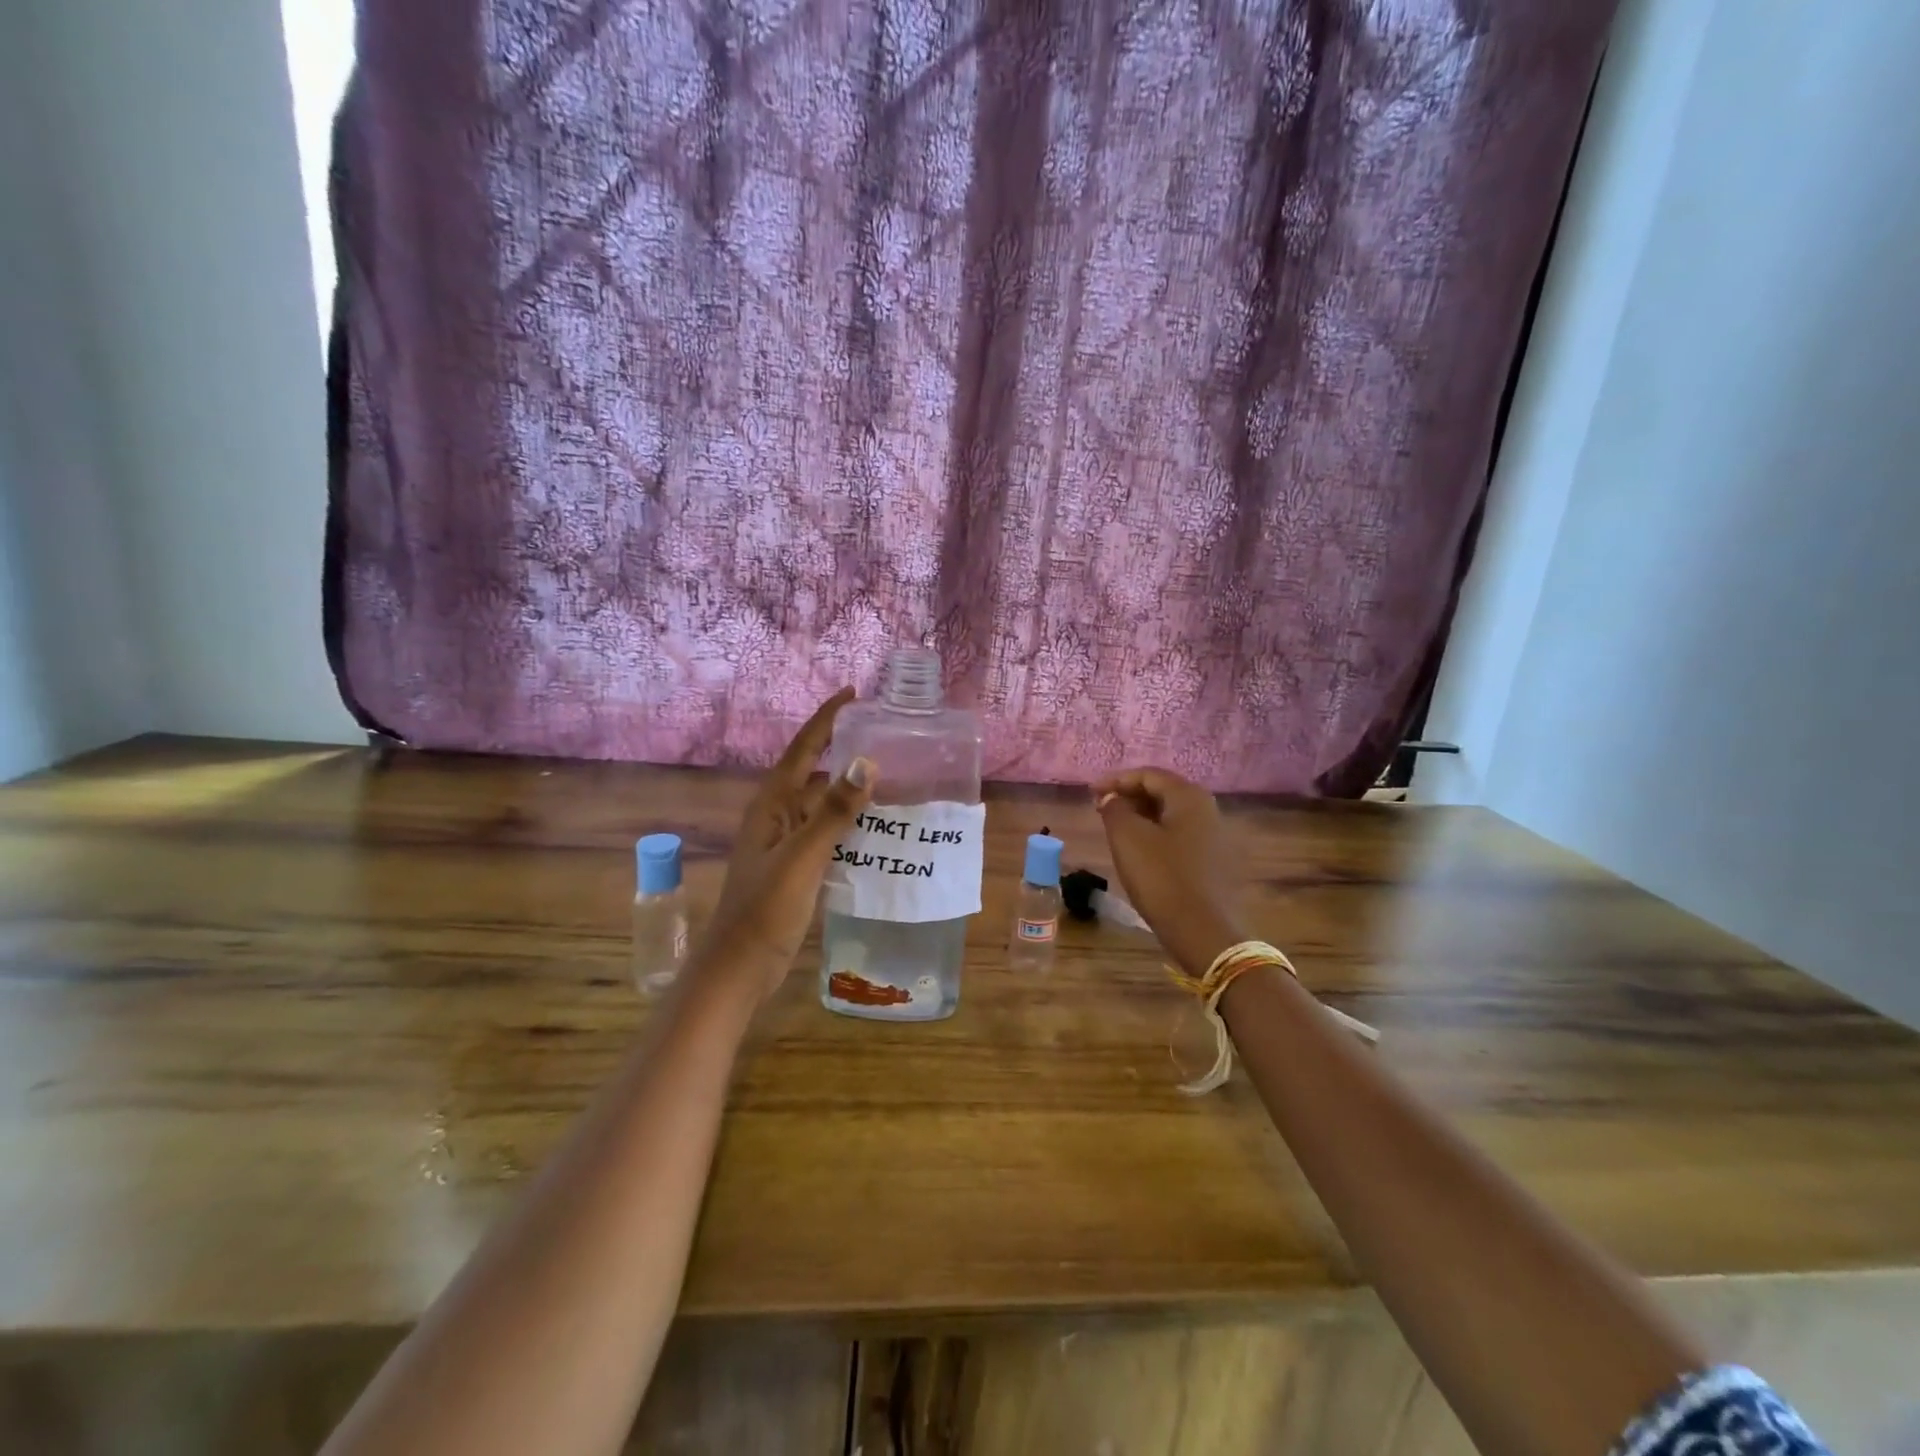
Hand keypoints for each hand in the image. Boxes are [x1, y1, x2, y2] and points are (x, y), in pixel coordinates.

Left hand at [693, 689, 875, 1003]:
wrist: (739, 966)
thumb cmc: (765, 908)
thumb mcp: (803, 856)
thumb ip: (834, 811)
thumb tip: (867, 761)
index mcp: (773, 804)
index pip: (804, 748)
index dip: (827, 719)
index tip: (854, 694)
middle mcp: (778, 815)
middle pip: (815, 772)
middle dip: (845, 752)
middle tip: (887, 739)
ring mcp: (786, 842)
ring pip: (823, 805)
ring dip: (850, 790)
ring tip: (893, 779)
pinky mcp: (796, 867)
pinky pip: (828, 833)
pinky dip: (850, 824)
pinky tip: (877, 829)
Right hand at [1092, 767, 1243, 974]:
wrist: (1204, 932)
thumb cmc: (1162, 878)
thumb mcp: (1127, 839)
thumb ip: (1114, 809)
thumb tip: (1111, 798)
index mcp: (1189, 797)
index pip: (1148, 775)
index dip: (1116, 780)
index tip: (1090, 793)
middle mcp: (1207, 809)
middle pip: (1162, 792)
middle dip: (1129, 797)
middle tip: (1100, 809)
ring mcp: (1214, 836)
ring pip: (1170, 815)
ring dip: (1141, 817)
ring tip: (1114, 829)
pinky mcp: (1213, 861)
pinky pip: (1179, 836)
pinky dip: (1155, 835)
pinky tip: (1139, 851)